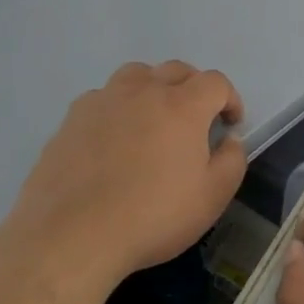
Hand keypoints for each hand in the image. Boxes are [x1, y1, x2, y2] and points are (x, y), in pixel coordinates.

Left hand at [13, 61, 245, 289]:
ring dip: (153, 88)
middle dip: (194, 88)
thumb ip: (231, 161)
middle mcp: (144, 90)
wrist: (72, 234)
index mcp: (183, 105)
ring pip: (137, 75)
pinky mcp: (73, 117)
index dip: (229, 98)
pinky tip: (112, 138)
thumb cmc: (152, 217)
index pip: (215, 82)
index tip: (230, 124)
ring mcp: (104, 99)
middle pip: (176, 70)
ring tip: (152, 118)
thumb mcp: (211, 199)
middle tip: (195, 120)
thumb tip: (229, 140)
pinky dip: (117, 108)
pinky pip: (103, 97)